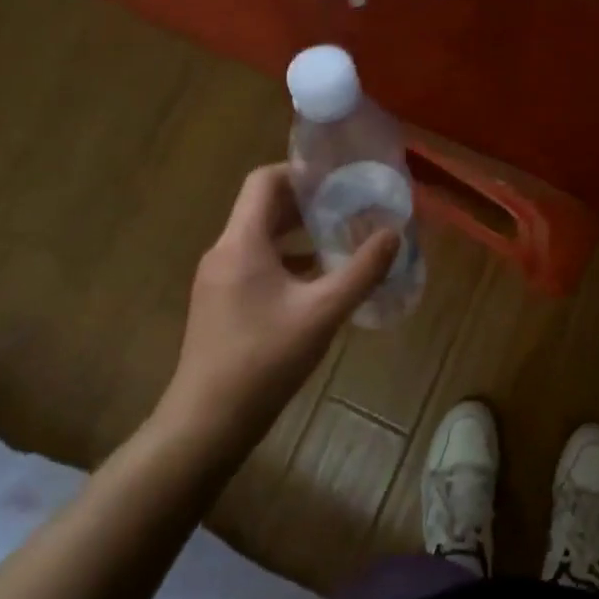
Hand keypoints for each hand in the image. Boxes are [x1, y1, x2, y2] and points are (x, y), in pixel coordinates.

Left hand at [149, 164, 398, 461]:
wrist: (204, 426)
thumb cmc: (263, 361)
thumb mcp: (322, 313)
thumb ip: (361, 271)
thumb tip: (394, 233)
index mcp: (242, 242)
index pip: (264, 181)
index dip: (300, 172)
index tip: (337, 176)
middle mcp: (224, 251)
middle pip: (263, 206)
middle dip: (306, 201)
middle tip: (349, 203)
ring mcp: (218, 279)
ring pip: (260, 236)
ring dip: (298, 231)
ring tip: (340, 235)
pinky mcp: (220, 303)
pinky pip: (256, 263)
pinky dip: (287, 259)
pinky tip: (318, 279)